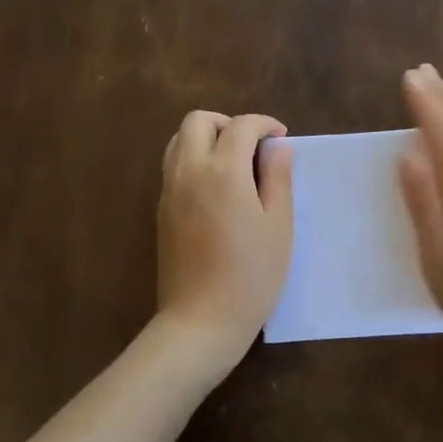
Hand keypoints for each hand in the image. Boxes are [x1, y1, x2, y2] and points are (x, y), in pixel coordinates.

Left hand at [156, 110, 294, 382]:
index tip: (281, 138)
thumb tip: (277, 147)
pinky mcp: (161, 210)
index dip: (264, 124)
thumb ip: (278, 178)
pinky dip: (194, 159)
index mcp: (223, 171)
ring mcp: (169, 190)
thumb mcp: (279, 225)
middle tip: (253, 147)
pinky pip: (173, 166)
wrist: (201, 320)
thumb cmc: (251, 274)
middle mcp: (189, 171)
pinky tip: (217, 189)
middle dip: (228, 123)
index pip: (241, 126)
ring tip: (234, 164)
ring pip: (178, 140)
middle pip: (198, 121)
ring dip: (206, 138)